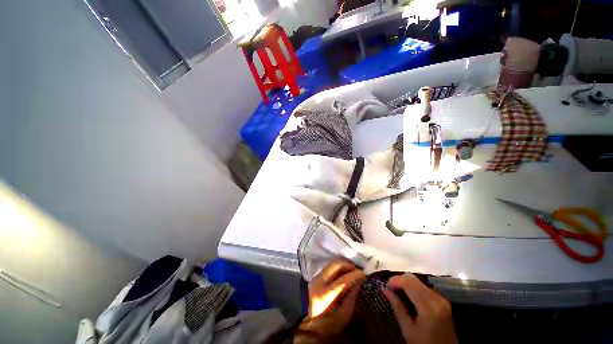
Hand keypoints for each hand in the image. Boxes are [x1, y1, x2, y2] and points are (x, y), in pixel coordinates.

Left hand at [299, 259, 365, 337]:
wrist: (307, 318)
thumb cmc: (327, 322)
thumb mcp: (342, 315)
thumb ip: (351, 298)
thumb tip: (359, 282)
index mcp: (325, 296)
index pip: (342, 281)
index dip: (354, 275)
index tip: (364, 274)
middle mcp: (319, 281)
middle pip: (336, 265)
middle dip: (350, 265)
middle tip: (359, 270)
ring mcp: (317, 276)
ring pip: (333, 263)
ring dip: (345, 264)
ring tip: (354, 270)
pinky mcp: (317, 274)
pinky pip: (331, 266)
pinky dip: (340, 266)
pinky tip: (346, 272)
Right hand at [383, 274, 457, 343]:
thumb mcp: (408, 330)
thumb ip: (397, 307)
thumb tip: (385, 290)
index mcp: (429, 307)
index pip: (408, 282)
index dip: (394, 280)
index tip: (385, 287)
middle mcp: (437, 298)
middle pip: (413, 278)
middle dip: (399, 280)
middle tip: (390, 290)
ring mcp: (442, 298)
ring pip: (418, 281)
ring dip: (405, 283)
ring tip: (397, 293)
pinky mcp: (442, 300)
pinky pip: (424, 286)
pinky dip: (413, 287)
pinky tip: (408, 296)